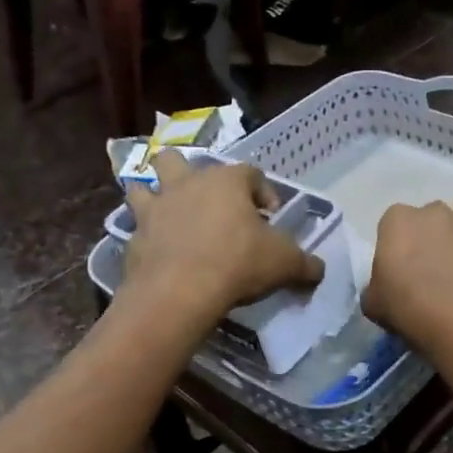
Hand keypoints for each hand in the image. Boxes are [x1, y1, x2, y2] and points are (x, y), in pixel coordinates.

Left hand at [122, 152, 323, 322]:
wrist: (179, 291)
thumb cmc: (239, 263)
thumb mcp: (285, 264)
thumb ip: (306, 264)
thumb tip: (319, 269)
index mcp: (226, 181)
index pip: (250, 173)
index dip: (263, 192)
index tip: (270, 218)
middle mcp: (187, 184)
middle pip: (179, 161)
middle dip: (189, 174)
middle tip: (206, 202)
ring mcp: (155, 208)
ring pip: (143, 185)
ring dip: (152, 195)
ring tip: (166, 215)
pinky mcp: (132, 236)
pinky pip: (134, 227)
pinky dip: (144, 236)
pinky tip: (156, 252)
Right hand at [364, 193, 452, 350]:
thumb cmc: (404, 308)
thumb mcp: (372, 301)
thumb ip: (377, 285)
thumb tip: (384, 287)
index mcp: (397, 221)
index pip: (394, 221)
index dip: (399, 241)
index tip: (402, 264)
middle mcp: (433, 212)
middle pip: (432, 212)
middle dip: (433, 230)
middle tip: (434, 260)